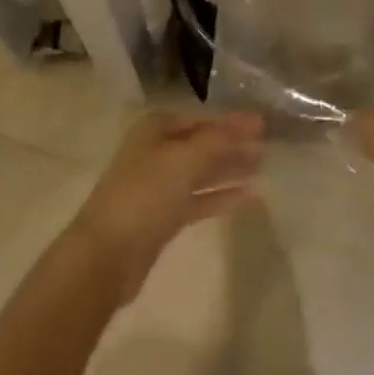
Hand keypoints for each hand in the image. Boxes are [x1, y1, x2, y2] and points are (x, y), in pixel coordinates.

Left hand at [70, 110, 264, 301]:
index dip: (231, 121)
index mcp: (155, 129)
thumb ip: (220, 140)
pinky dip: (222, 196)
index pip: (201, 119)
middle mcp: (156, 152)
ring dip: (229, 169)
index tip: (262, 125)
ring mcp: (159, 186)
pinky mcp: (163, 218)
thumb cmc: (144, 195)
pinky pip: (199, 199)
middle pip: (202, 144)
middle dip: (233, 145)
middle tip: (268, 147)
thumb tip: (254, 122)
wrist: (106, 255)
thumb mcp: (184, 159)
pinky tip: (249, 197)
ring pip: (202, 172)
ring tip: (262, 168)